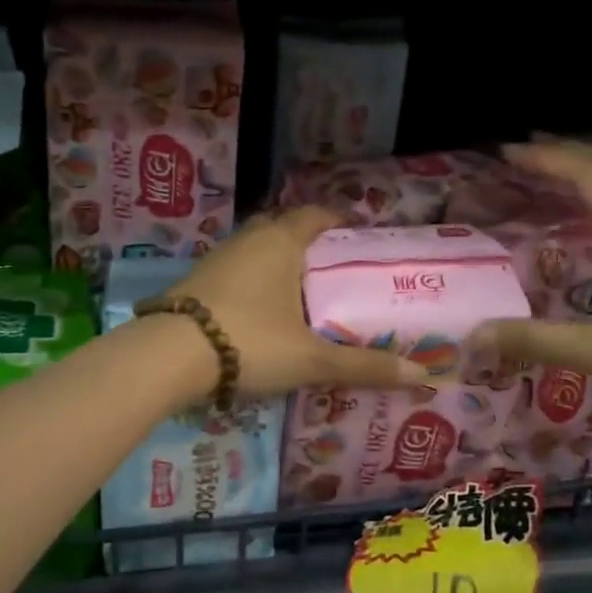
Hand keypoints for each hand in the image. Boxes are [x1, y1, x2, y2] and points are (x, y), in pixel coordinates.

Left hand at [169, 207, 433, 399]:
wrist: (169, 355)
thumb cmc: (250, 342)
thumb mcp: (311, 359)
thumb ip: (363, 366)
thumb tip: (422, 377)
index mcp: (280, 241)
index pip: (315, 215)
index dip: (337, 221)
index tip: (356, 235)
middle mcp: (248, 239)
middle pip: (283, 227)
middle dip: (307, 242)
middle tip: (331, 268)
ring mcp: (217, 258)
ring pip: (255, 249)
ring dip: (276, 261)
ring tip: (299, 291)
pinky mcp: (196, 281)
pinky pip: (235, 270)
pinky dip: (252, 281)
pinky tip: (259, 310)